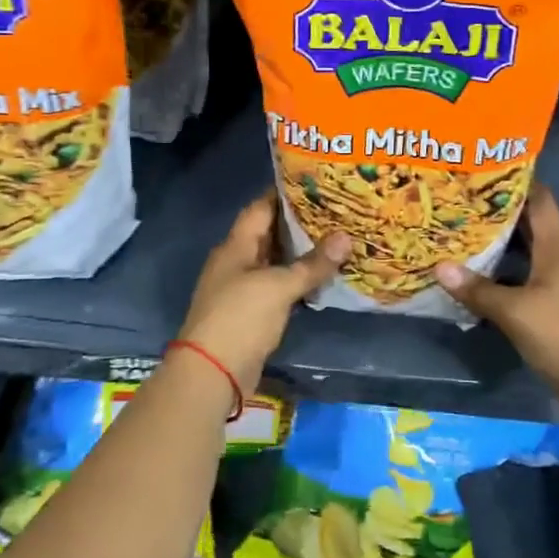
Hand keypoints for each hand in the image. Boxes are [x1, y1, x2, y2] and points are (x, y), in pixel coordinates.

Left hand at [174, 195, 349, 393]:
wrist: (212, 373)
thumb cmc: (240, 317)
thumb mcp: (279, 286)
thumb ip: (312, 264)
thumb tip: (346, 237)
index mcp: (236, 247)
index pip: (260, 209)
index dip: (284, 194)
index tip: (315, 184)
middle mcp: (236, 262)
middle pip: (269, 234)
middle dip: (298, 224)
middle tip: (334, 212)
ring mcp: (242, 289)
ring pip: (275, 262)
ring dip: (300, 254)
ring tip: (335, 240)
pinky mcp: (251, 313)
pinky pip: (277, 287)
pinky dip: (297, 281)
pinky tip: (322, 277)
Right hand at [434, 186, 558, 399]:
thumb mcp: (515, 312)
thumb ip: (478, 290)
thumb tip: (440, 267)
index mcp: (557, 250)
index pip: (541, 202)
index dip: (520, 183)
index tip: (488, 171)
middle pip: (531, 225)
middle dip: (501, 212)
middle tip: (464, 202)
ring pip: (527, 251)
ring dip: (501, 242)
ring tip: (465, 231)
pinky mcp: (554, 305)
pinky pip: (526, 275)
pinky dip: (505, 270)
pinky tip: (480, 274)